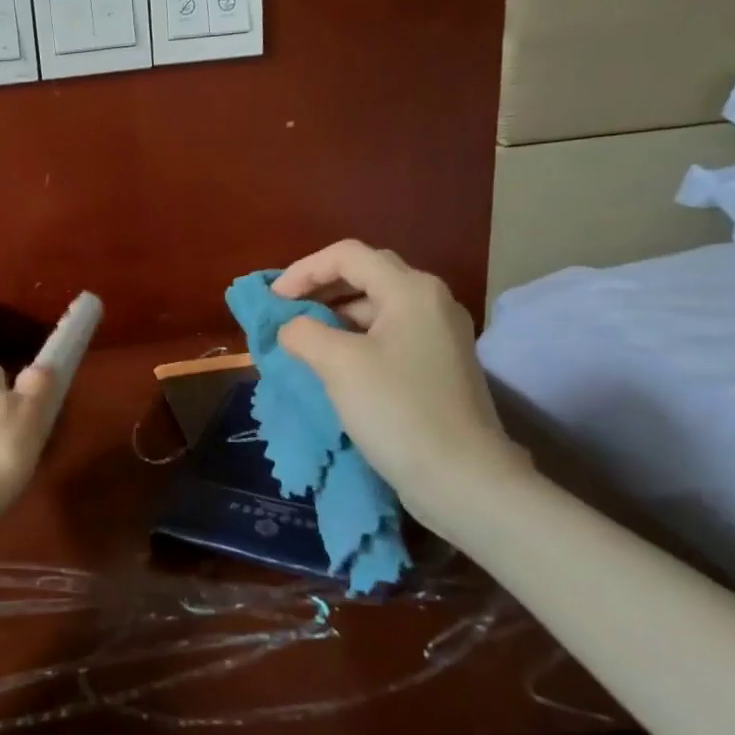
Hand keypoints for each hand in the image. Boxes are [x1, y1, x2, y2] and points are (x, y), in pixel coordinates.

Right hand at [272, 241, 524, 516]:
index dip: (303, 270)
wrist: (462, 479)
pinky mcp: (438, 366)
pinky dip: (354, 339)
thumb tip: (292, 328)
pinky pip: (388, 335)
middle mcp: (431, 302)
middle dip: (319, 289)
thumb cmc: (397, 410)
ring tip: (301, 341)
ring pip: (376, 307)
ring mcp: (439, 335)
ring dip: (334, 316)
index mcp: (411, 290)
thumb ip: (303, 332)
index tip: (273, 301)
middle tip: (285, 312)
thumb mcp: (338, 363)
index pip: (347, 256)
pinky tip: (332, 364)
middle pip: (365, 275)